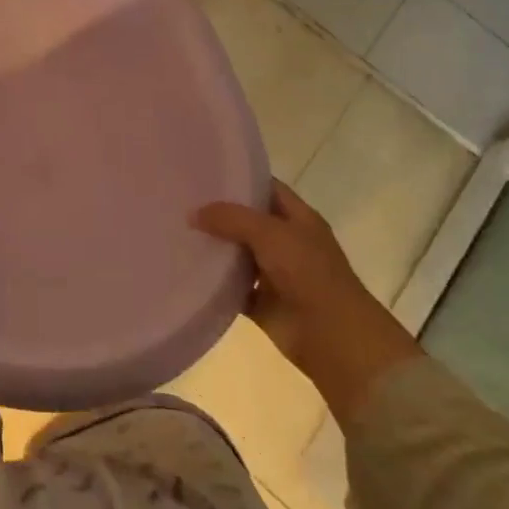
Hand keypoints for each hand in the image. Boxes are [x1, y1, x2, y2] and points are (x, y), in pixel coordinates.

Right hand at [195, 180, 421, 422]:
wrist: (332, 337)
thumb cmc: (308, 273)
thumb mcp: (270, 233)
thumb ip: (231, 218)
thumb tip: (193, 214)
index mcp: (298, 218)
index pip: (265, 187)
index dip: (239, 177)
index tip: (205, 171)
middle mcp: (286, 242)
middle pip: (247, 220)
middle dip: (219, 212)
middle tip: (181, 199)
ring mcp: (274, 274)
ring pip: (238, 254)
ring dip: (214, 248)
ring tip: (176, 231)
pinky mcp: (262, 304)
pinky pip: (232, 289)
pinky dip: (214, 284)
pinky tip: (186, 271)